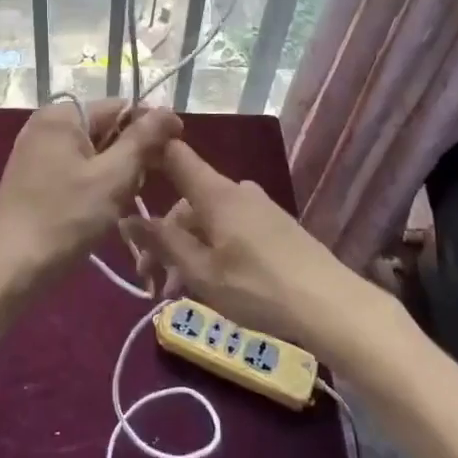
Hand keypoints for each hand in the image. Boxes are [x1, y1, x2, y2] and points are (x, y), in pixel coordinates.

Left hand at [0, 100, 181, 281]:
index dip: (151, 127)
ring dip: (113, 173)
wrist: (10, 265)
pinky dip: (93, 183)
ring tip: (123, 201)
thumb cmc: (66, 217)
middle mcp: (45, 124)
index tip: (175, 152)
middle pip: (105, 128)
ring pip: (91, 152)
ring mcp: (35, 151)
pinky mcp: (31, 176)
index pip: (120, 107)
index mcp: (62, 115)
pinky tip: (100, 209)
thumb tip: (168, 111)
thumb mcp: (113, 177)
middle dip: (130, 154)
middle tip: (145, 186)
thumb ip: (142, 140)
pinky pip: (74, 168)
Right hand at [121, 139, 353, 342]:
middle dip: (165, 237)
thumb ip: (162, 242)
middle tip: (153, 282)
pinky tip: (212, 284)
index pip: (174, 154)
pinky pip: (231, 228)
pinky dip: (213, 251)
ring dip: (188, 251)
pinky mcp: (275, 227)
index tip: (125, 171)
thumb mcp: (200, 271)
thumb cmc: (258, 287)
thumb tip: (125, 216)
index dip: (149, 153)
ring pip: (208, 220)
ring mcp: (259, 207)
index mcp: (215, 192)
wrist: (331, 305)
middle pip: (187, 201)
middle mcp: (236, 190)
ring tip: (180, 292)